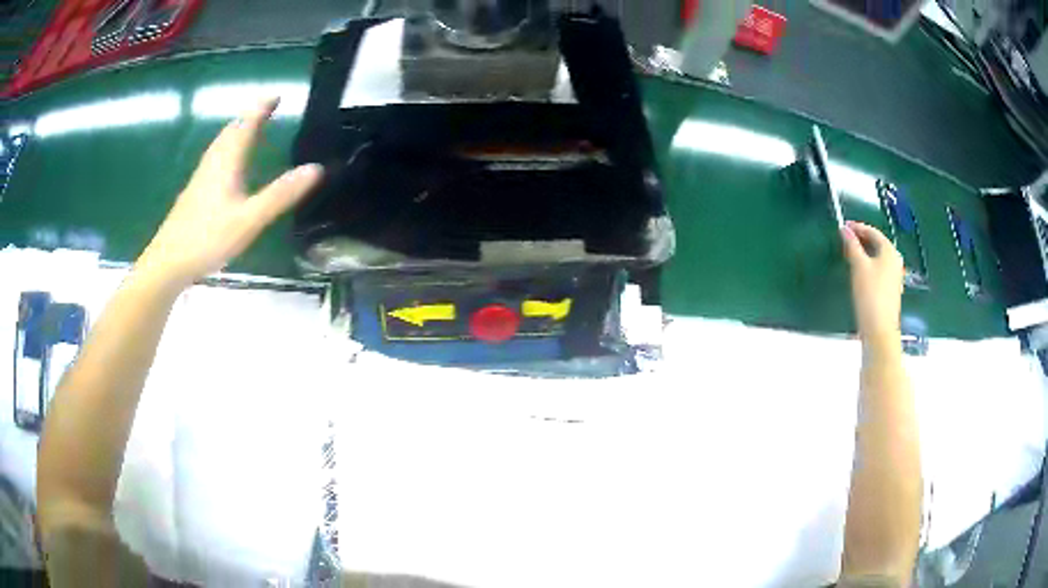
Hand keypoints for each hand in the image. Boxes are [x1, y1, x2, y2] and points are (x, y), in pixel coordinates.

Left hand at [137, 97, 322, 287]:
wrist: (168, 262)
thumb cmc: (208, 237)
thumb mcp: (250, 219)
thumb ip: (281, 194)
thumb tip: (316, 168)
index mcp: (227, 161)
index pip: (246, 124)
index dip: (261, 107)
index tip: (277, 95)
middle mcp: (213, 162)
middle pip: (231, 130)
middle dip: (250, 116)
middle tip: (267, 109)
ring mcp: (201, 177)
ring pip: (221, 144)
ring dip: (237, 131)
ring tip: (251, 129)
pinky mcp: (195, 192)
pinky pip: (215, 159)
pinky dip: (227, 149)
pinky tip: (228, 165)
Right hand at [842, 221, 903, 341]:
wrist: (879, 330)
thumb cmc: (870, 294)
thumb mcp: (858, 266)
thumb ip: (852, 246)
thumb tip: (844, 229)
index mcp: (889, 251)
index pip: (873, 232)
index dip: (858, 227)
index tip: (843, 227)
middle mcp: (895, 261)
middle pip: (877, 244)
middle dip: (861, 240)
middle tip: (845, 239)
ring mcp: (894, 277)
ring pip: (878, 258)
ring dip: (864, 253)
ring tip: (850, 254)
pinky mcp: (890, 290)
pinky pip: (879, 270)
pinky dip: (869, 265)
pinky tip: (859, 273)